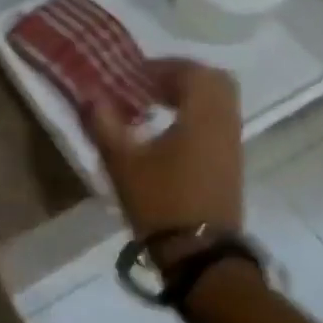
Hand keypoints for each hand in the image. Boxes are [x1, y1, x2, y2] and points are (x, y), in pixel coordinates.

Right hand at [84, 59, 244, 258]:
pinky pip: (219, 121)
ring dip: (190, 96)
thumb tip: (90, 94)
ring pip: (219, 102)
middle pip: (213, 81)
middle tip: (148, 85)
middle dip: (180, 76)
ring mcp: (232, 144)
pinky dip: (197, 115)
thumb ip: (105, 122)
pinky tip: (169, 133)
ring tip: (154, 107)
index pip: (190, 71)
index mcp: (202, 115)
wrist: (200, 256)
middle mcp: (224, 123)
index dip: (161, 66)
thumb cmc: (161, 202)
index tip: (133, 75)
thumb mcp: (123, 161)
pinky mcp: (232, 164)